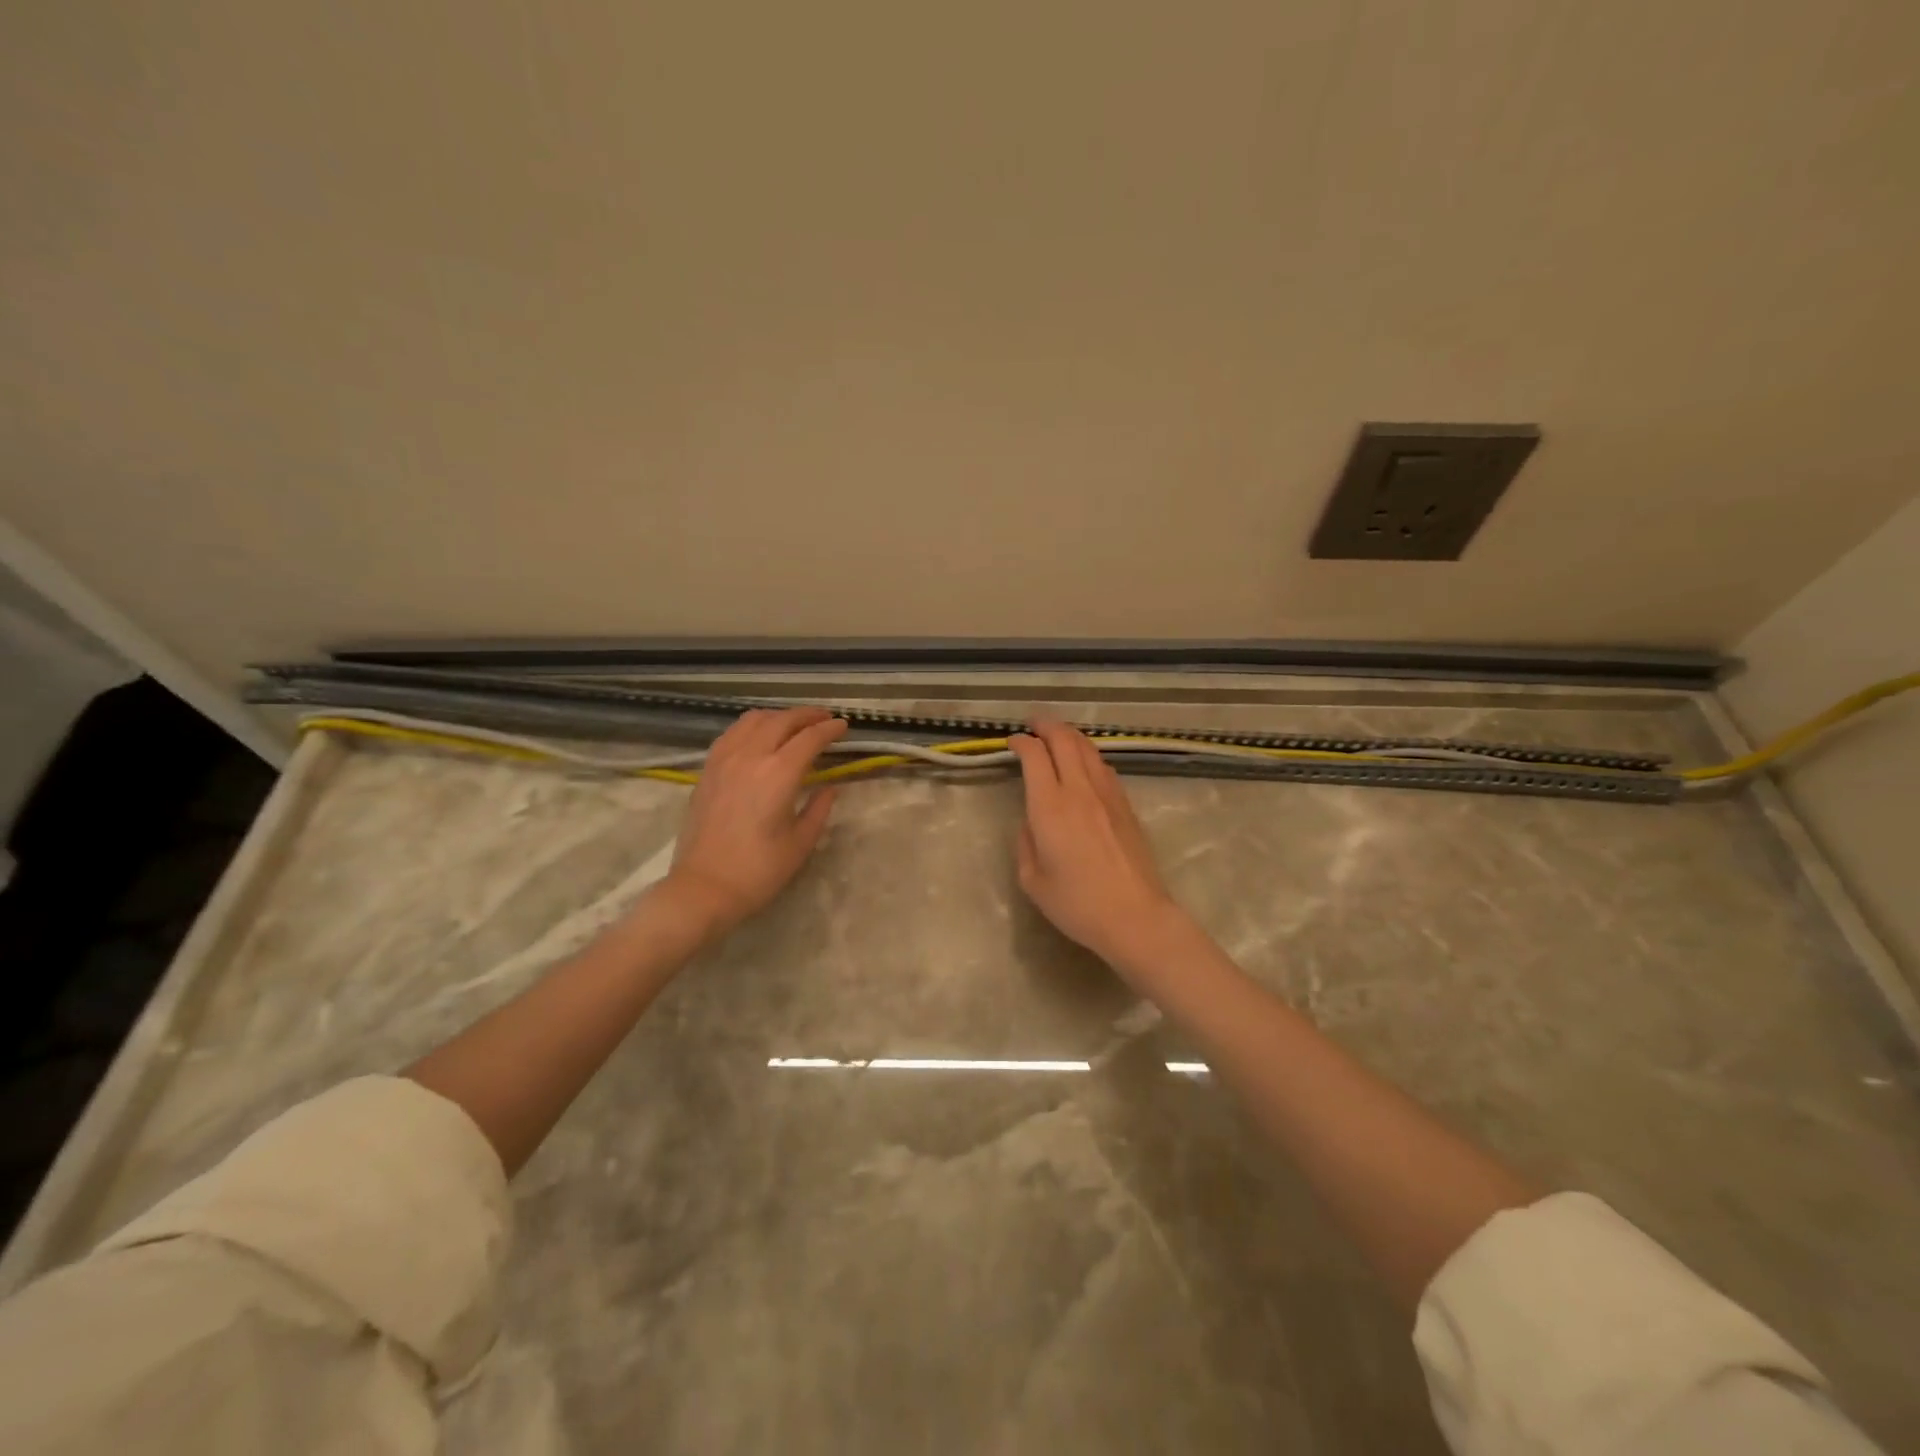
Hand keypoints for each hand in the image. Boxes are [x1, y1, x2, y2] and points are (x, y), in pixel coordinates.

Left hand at [662, 706, 847, 934]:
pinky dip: (751, 726)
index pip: (810, 738)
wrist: (703, 888)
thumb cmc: (758, 871)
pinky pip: (731, 734)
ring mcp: (724, 760)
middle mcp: (750, 757)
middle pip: (782, 721)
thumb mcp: (800, 843)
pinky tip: (758, 737)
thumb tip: (829, 788)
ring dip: (778, 716)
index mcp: (779, 774)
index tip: (844, 726)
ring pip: (753, 720)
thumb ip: (818, 809)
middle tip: (824, 719)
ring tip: (793, 724)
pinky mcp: (707, 770)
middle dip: (807, 716)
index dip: (830, 729)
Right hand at [1008, 719, 1188, 971]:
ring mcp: (1107, 795)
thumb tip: (1032, 823)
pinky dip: (1088, 755)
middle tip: (1033, 724)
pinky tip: (1084, 764)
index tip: (1012, 742)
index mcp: (1050, 807)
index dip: (1021, 742)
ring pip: (1088, 749)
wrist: (1135, 916)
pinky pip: (1104, 767)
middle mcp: (1079, 791)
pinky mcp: (1126, 805)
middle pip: (1064, 739)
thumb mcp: (1033, 881)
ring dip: (1069, 735)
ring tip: (1057, 735)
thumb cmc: (1077, 904)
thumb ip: (1026, 843)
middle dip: (1046, 725)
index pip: (1034, 756)